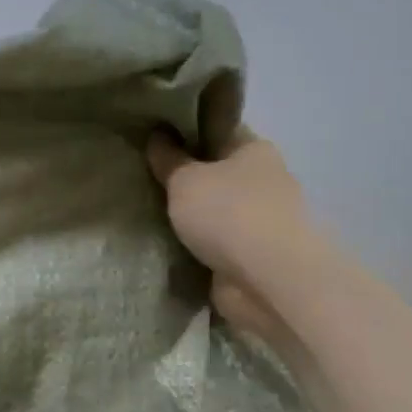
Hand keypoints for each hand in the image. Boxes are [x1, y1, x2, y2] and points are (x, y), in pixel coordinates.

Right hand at [148, 128, 319, 343]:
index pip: (218, 131)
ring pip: (215, 211)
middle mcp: (264, 181)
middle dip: (186, 179)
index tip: (153, 140)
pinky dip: (196, 245)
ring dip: (190, 216)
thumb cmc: (228, 213)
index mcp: (255, 150)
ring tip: (148, 213)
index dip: (186, 133)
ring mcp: (260, 222)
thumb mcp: (185, 179)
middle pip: (217, 173)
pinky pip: (214, 244)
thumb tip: (158, 135)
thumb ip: (168, 159)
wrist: (267, 280)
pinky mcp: (252, 257)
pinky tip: (165, 244)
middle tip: (145, 179)